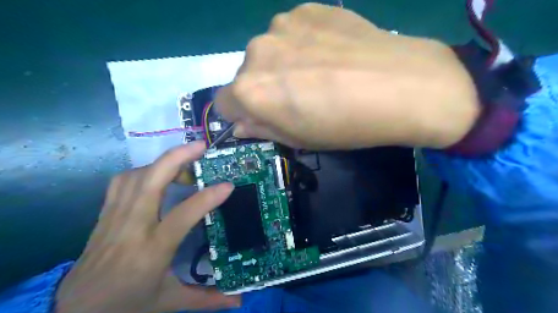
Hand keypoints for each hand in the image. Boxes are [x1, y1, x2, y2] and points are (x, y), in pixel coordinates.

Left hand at [55, 140, 240, 312]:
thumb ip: (207, 298)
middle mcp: (133, 227)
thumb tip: (240, 300)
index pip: (183, 214)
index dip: (208, 196)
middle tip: (201, 146)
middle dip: (178, 157)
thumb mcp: (170, 302)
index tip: (228, 185)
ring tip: (184, 160)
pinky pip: (122, 182)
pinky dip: (142, 171)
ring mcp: (115, 217)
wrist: (76, 311)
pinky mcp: (105, 214)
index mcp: (152, 249)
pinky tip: (155, 175)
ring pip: (136, 175)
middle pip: (152, 180)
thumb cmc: (127, 304)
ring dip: (162, 162)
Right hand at [214, 2, 479, 150]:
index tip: (261, 117)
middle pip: (246, 75)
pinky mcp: (309, 8)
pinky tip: (331, 54)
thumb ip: (263, 129)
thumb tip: (242, 123)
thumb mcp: (300, 139)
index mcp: (250, 91)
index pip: (224, 103)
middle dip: (264, 89)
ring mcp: (283, 25)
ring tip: (319, 74)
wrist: (403, 87)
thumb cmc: (346, 125)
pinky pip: (293, 32)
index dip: (242, 114)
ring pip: (269, 52)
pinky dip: (303, 45)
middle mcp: (257, 52)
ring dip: (282, 64)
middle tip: (298, 97)